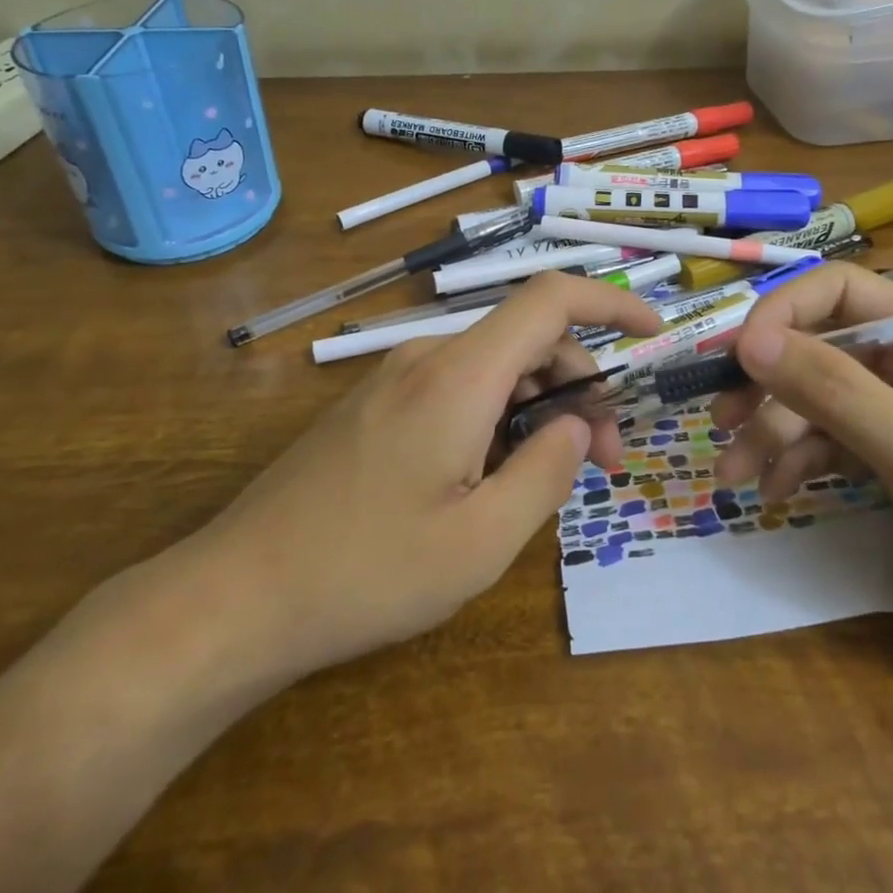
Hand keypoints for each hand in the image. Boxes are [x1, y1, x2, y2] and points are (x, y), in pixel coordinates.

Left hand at [192, 274, 660, 682]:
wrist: (237, 594)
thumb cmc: (367, 572)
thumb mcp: (482, 541)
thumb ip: (546, 473)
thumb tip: (579, 427)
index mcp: (459, 376)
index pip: (550, 299)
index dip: (611, 302)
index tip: (654, 334)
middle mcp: (426, 359)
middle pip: (527, 341)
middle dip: (580, 389)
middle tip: (604, 463)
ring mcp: (394, 380)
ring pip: (493, 370)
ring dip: (538, 410)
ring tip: (547, 482)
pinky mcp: (375, 407)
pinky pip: (456, 390)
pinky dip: (496, 419)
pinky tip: (489, 480)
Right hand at [711, 265, 892, 698]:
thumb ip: (832, 390)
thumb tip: (747, 341)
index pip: (838, 290)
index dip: (782, 314)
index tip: (737, 359)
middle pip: (819, 347)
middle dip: (767, 384)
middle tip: (719, 421)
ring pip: (818, 399)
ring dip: (772, 431)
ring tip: (733, 474)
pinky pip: (831, 441)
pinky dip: (798, 461)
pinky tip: (773, 491)